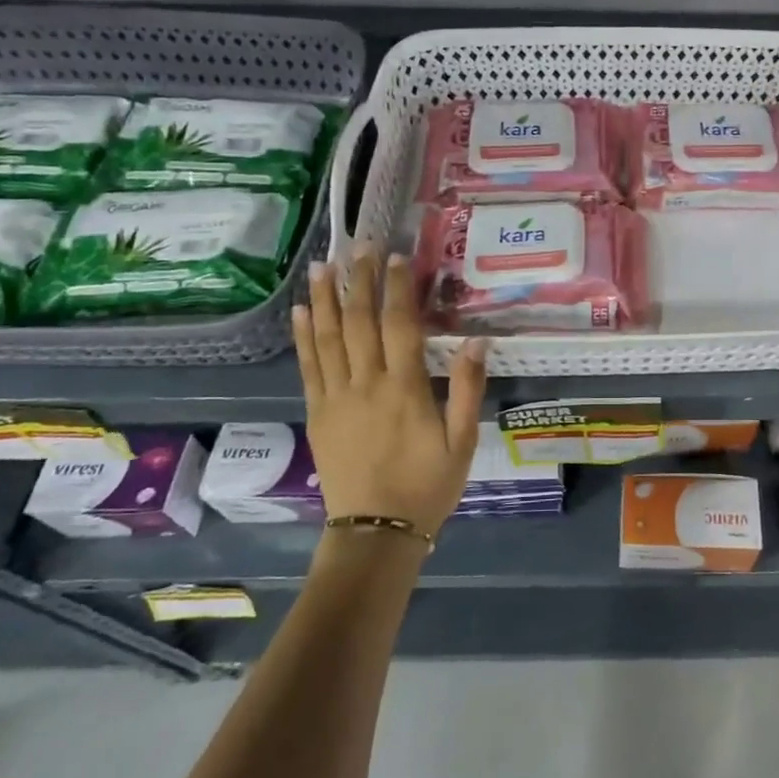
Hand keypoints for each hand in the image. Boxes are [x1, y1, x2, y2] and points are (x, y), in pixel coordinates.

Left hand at [292, 245, 488, 540]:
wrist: (377, 531)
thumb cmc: (428, 485)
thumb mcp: (462, 441)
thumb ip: (467, 388)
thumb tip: (477, 339)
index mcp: (404, 388)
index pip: (400, 325)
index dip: (397, 288)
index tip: (395, 257)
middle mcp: (366, 384)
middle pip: (359, 322)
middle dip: (359, 280)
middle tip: (358, 246)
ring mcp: (336, 398)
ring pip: (327, 338)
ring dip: (325, 298)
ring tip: (323, 266)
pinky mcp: (318, 413)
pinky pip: (308, 367)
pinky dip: (303, 336)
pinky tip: (301, 312)